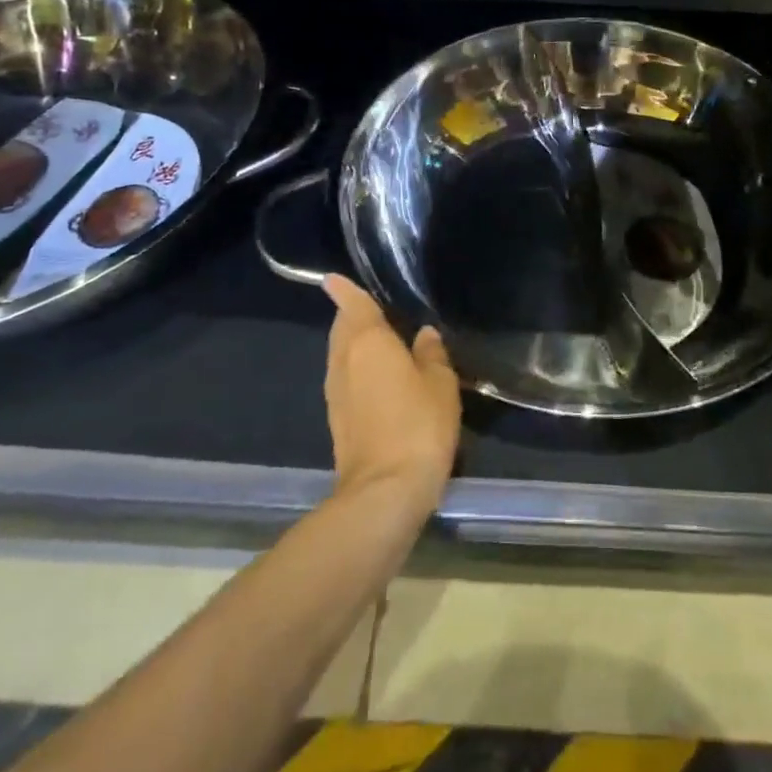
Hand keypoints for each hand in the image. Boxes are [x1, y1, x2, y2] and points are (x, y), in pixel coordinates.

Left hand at [322, 276, 460, 515]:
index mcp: (367, 342)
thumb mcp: (440, 383)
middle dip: (352, 316)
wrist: (384, 493)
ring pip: (340, 355)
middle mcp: (344, 361)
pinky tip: (378, 377)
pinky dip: (357, 369)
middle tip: (373, 308)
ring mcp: (336, 393)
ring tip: (379, 339)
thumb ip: (431, 353)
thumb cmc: (417, 425)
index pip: (353, 305)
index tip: (332, 278)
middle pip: (342, 329)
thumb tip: (423, 335)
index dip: (344, 290)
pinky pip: (345, 379)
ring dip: (354, 344)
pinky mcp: (337, 420)